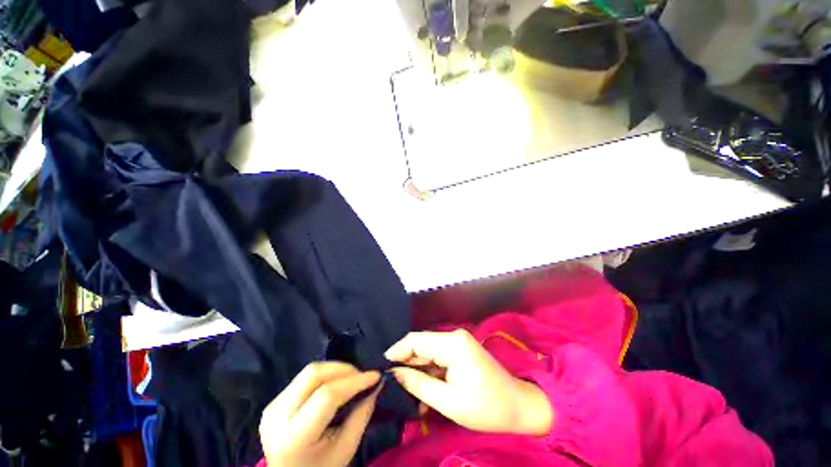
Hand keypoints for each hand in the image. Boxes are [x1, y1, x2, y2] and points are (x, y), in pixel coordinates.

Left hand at [259, 362, 381, 466]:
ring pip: (309, 372)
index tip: (375, 376)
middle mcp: (278, 416)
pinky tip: (336, 384)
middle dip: (343, 369)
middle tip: (362, 376)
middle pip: (314, 374)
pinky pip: (304, 378)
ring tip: (352, 379)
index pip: (327, 395)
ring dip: (335, 370)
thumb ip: (361, 415)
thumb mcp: (345, 449)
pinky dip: (325, 375)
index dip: (353, 381)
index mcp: (294, 436)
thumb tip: (376, 385)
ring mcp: (272, 407)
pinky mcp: (274, 402)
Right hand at [385, 329, 553, 435]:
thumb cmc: (486, 407)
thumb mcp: (448, 401)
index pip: (415, 340)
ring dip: (417, 369)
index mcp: (452, 344)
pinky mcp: (460, 349)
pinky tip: (423, 387)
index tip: (382, 368)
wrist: (518, 406)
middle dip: (406, 362)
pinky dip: (429, 370)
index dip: (397, 351)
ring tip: (406, 389)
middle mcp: (453, 336)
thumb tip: (394, 374)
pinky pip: (437, 356)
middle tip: (392, 383)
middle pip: (421, 344)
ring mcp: (458, 341)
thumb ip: (418, 384)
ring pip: (428, 350)